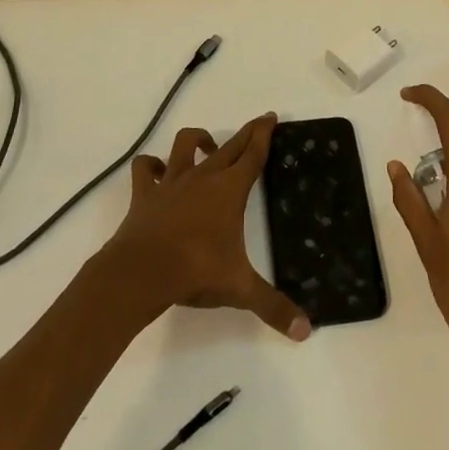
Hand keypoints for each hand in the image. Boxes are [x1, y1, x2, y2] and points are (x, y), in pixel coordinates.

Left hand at [100, 114, 311, 340]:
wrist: (142, 271)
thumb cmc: (196, 271)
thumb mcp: (240, 290)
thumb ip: (273, 307)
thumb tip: (306, 332)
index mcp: (230, 190)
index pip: (253, 155)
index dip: (264, 135)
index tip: (271, 117)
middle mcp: (203, 177)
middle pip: (229, 146)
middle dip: (245, 133)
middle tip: (258, 122)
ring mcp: (172, 182)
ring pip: (185, 145)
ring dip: (197, 140)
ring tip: (207, 145)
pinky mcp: (146, 193)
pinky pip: (145, 169)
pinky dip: (151, 165)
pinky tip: (157, 170)